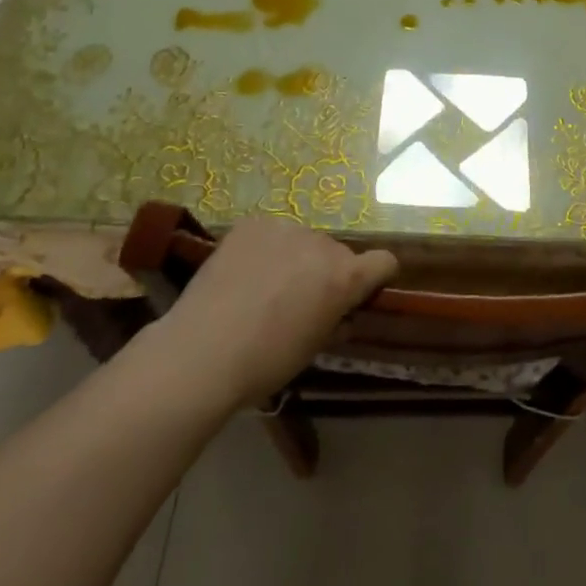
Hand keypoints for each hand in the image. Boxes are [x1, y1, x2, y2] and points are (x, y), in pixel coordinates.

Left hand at [146, 217, 397, 408]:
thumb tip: (342, 313)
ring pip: (302, 241)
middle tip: (297, 301)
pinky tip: (243, 272)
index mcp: (345, 276)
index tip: (359, 294)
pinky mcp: (253, 223)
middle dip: (324, 272)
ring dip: (295, 258)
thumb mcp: (314, 348)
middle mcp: (323, 244)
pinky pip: (271, 233)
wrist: (202, 352)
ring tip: (264, 287)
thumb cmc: (265, 362)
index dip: (376, 278)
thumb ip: (336, 321)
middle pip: (336, 253)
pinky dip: (265, 248)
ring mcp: (286, 228)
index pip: (384, 262)